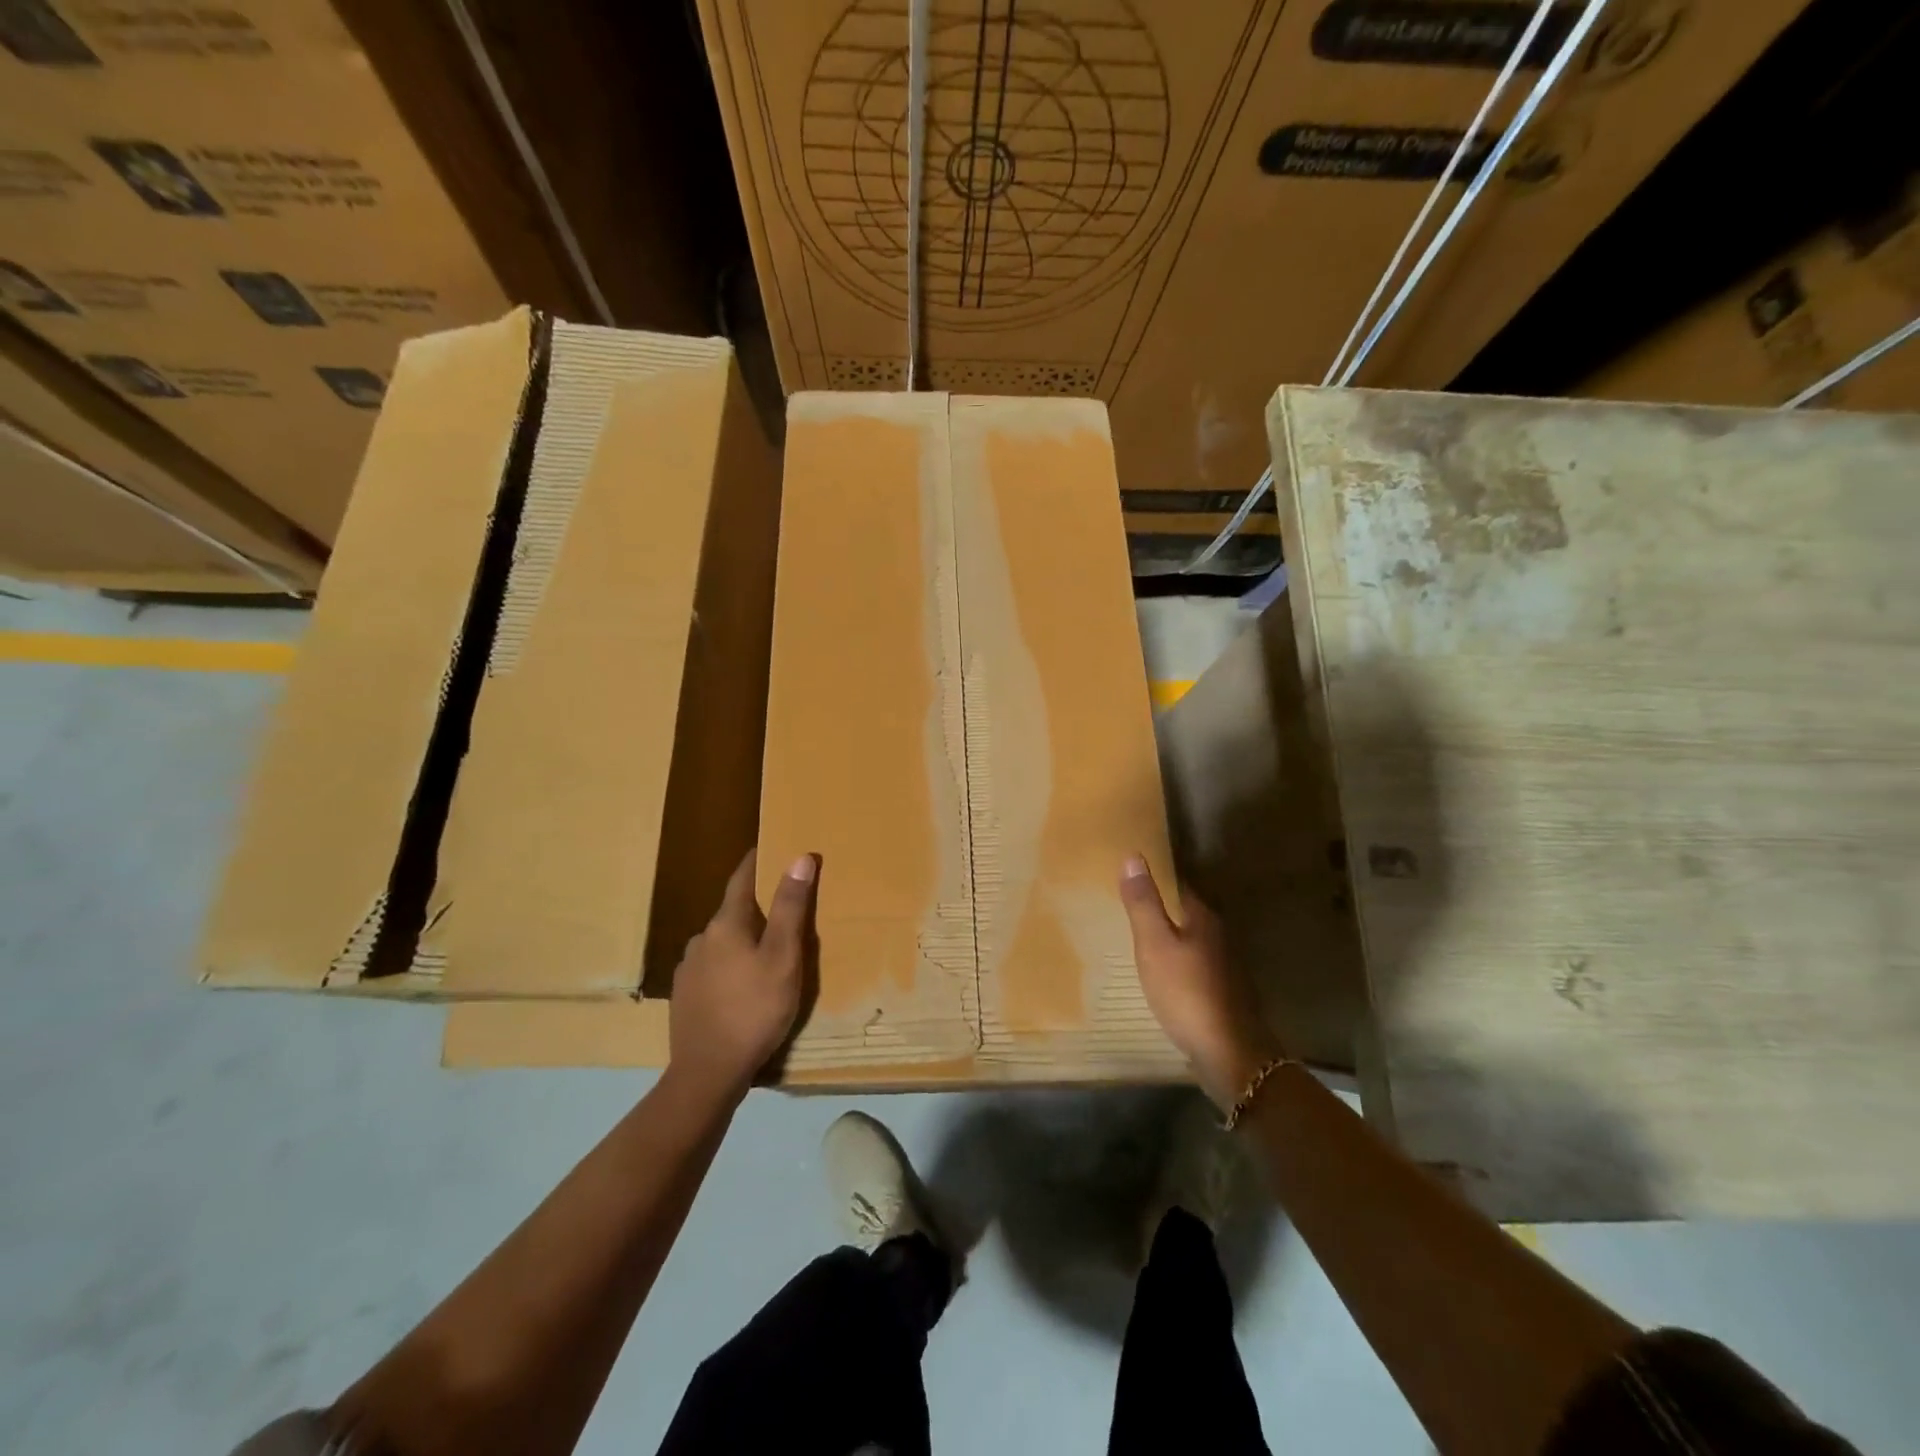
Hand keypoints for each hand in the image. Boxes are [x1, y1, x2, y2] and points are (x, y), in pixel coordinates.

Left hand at [667, 849, 817, 1099]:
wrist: (707, 1074)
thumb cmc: (754, 1010)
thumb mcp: (784, 958)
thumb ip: (790, 908)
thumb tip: (799, 857)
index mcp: (726, 923)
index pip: (742, 878)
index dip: (758, 861)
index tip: (772, 847)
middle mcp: (701, 938)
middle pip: (733, 911)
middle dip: (757, 907)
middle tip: (785, 911)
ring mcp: (688, 969)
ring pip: (722, 942)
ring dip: (743, 940)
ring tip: (768, 954)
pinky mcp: (684, 997)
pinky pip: (712, 968)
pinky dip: (731, 966)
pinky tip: (743, 986)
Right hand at [1120, 855, 1281, 1109]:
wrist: (1229, 1053)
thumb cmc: (1187, 992)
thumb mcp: (1155, 945)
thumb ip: (1144, 903)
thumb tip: (1134, 856)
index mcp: (1202, 918)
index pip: (1177, 886)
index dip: (1155, 879)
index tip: (1131, 876)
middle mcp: (1218, 936)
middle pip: (1186, 913)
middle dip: (1161, 908)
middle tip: (1128, 906)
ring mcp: (1223, 967)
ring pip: (1191, 941)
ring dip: (1169, 937)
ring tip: (1139, 939)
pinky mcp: (1222, 993)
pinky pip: (1194, 966)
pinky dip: (1177, 963)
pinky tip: (1162, 975)